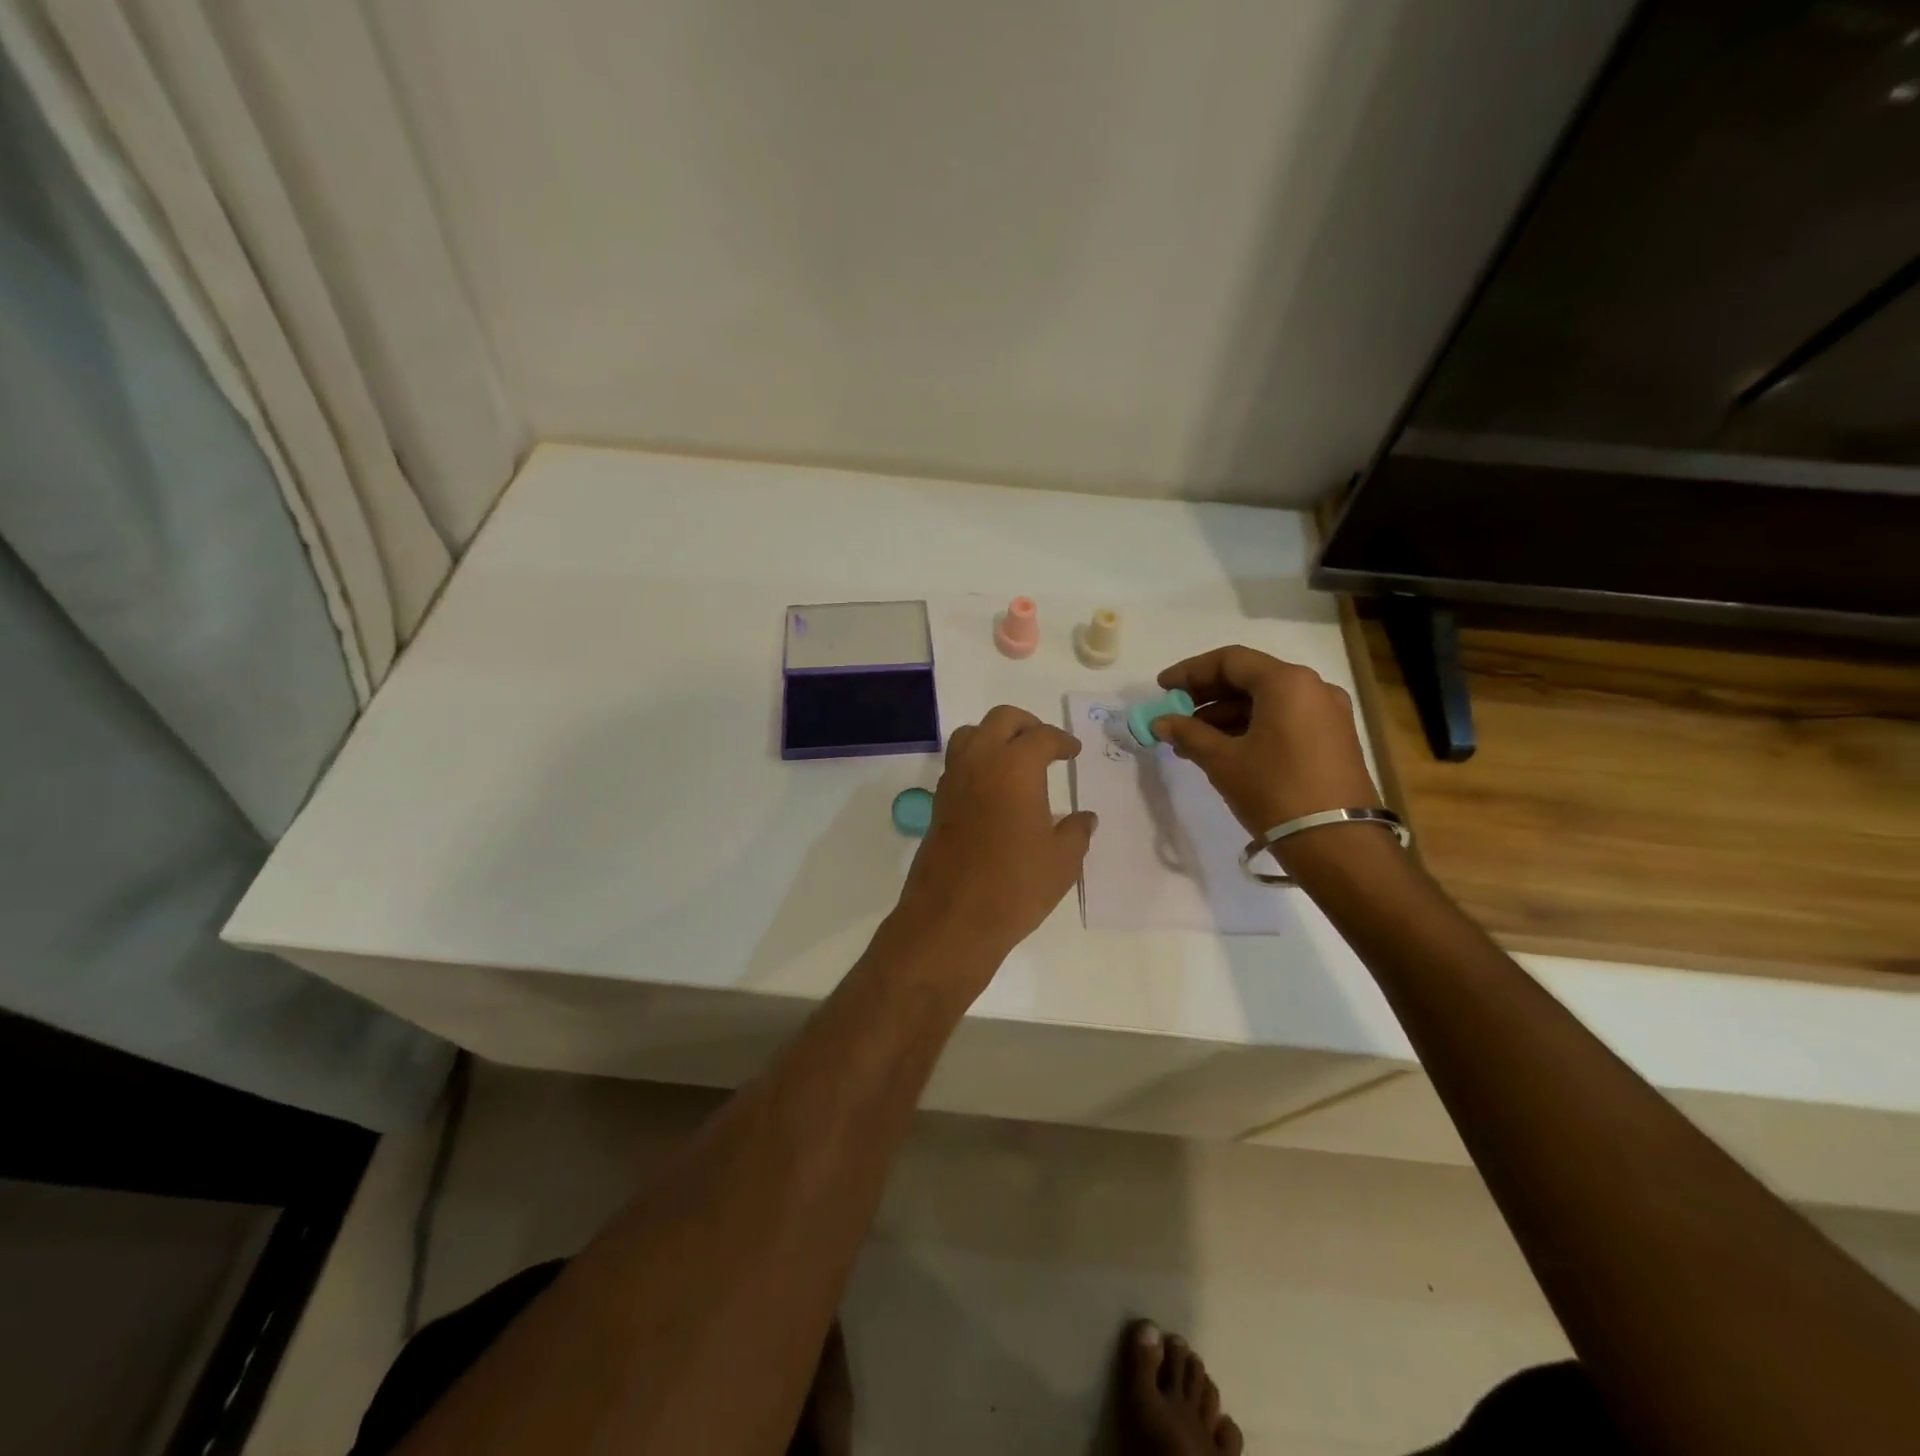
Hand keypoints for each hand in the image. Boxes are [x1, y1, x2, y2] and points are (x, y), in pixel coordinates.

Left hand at [891, 706, 1096, 968]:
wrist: (952, 919)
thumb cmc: (1015, 886)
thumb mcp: (1062, 861)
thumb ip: (1077, 832)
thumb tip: (1084, 818)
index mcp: (1015, 767)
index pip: (1041, 736)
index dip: (1062, 741)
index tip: (1072, 752)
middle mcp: (980, 762)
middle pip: (1001, 720)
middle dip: (1027, 725)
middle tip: (1046, 745)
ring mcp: (953, 781)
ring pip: (971, 735)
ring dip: (994, 737)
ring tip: (1015, 760)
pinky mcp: (937, 803)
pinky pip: (957, 764)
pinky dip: (977, 761)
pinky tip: (994, 789)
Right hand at [1152, 646, 1380, 844]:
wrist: (1337, 844)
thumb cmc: (1275, 791)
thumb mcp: (1223, 761)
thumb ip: (1188, 734)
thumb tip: (1161, 722)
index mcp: (1286, 682)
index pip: (1230, 660)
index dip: (1190, 672)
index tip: (1162, 688)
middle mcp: (1312, 688)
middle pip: (1249, 678)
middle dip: (1207, 695)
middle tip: (1174, 713)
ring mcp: (1328, 714)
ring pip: (1266, 702)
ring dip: (1225, 715)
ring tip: (1190, 740)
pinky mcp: (1332, 740)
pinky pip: (1283, 720)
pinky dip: (1250, 728)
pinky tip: (1223, 750)